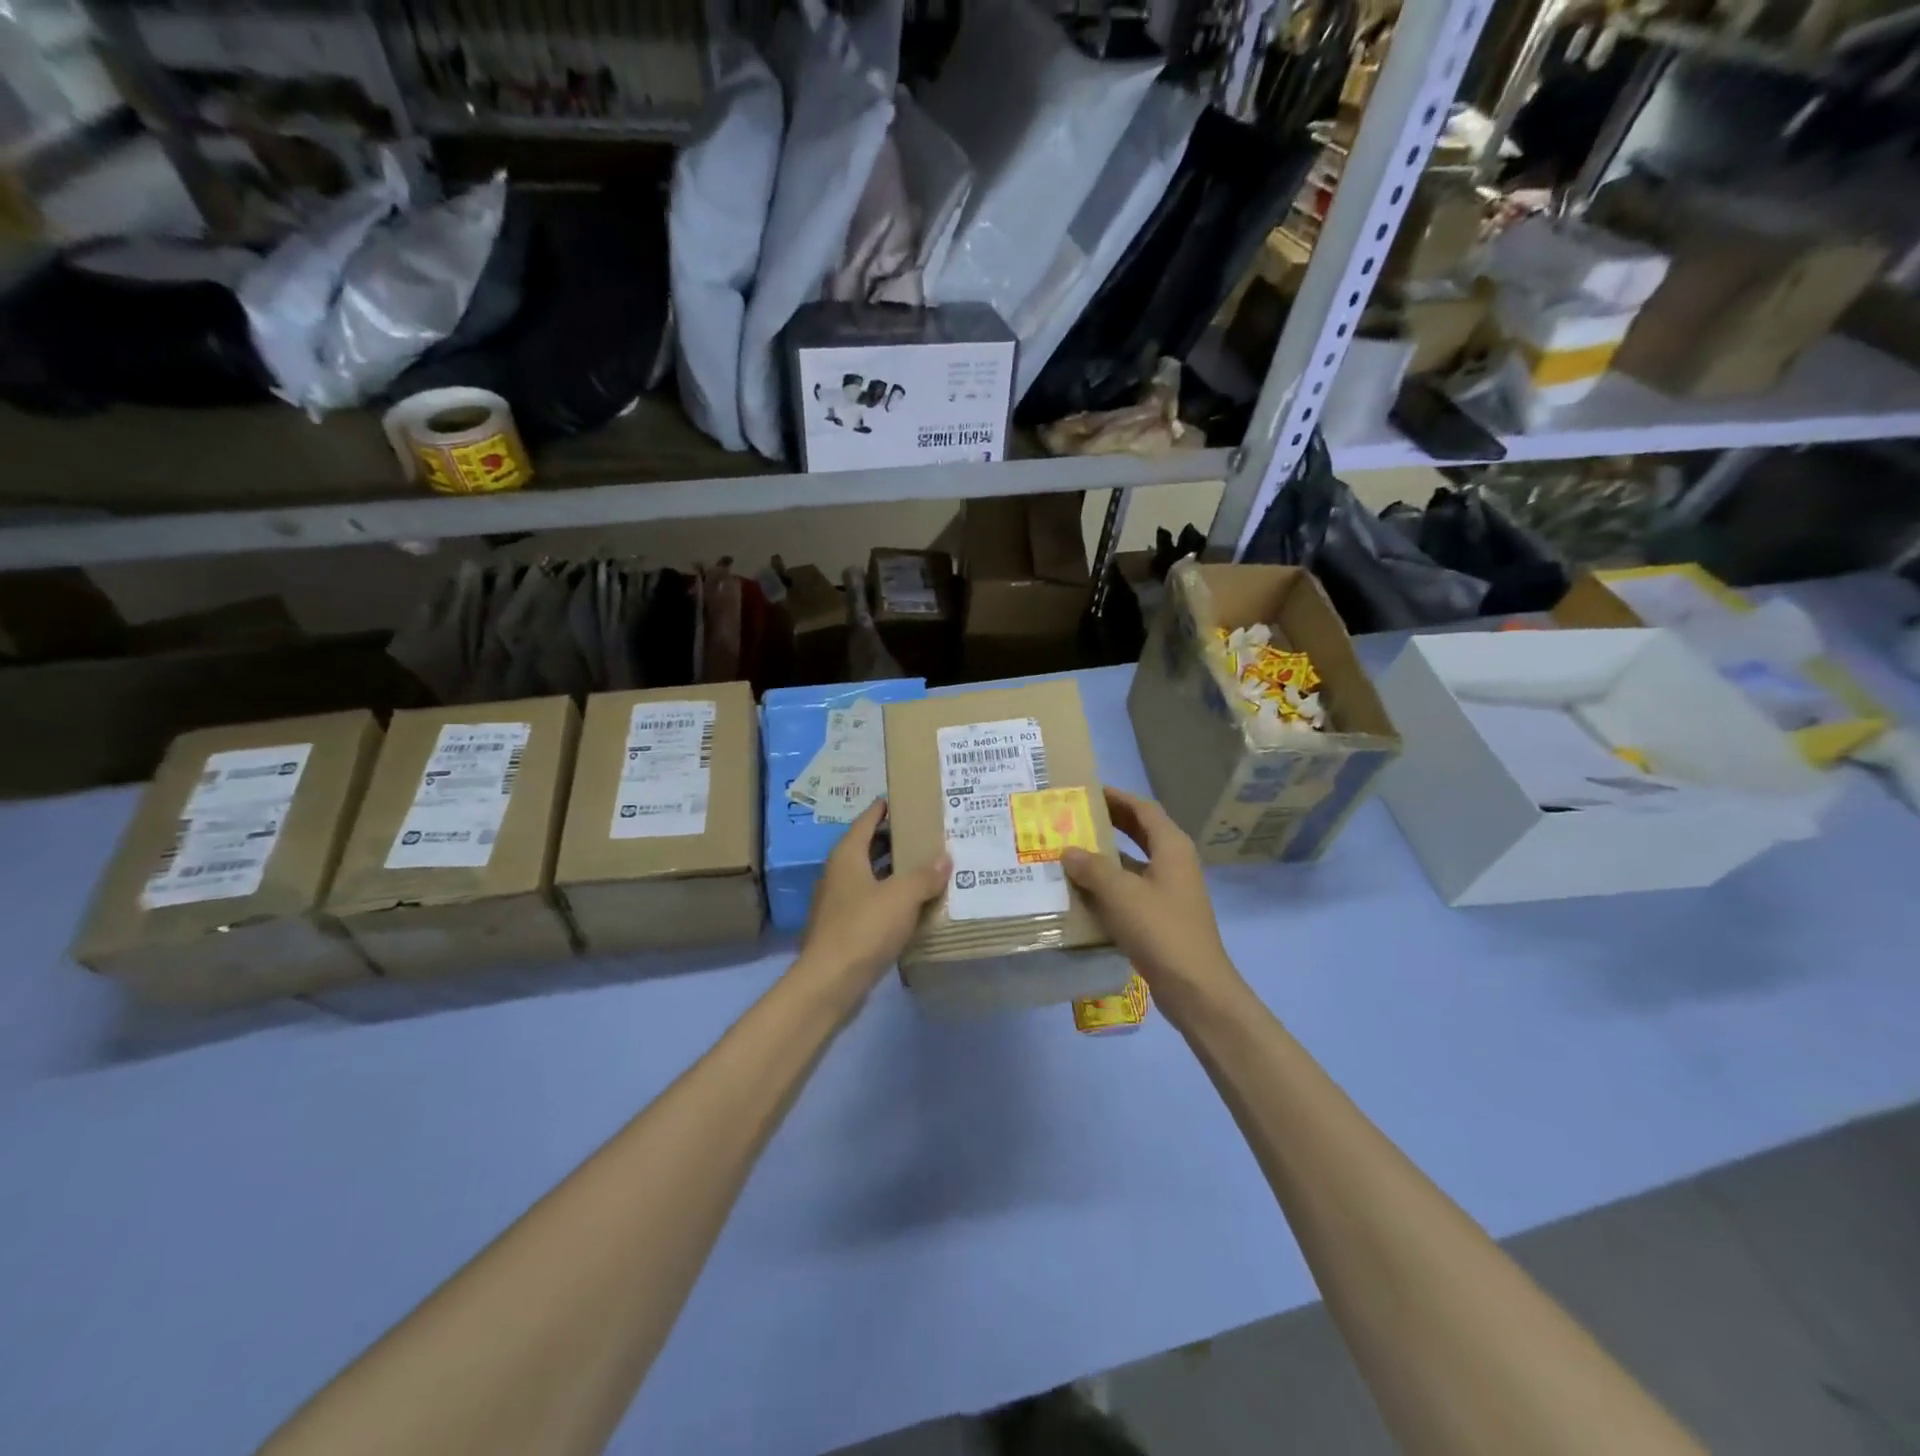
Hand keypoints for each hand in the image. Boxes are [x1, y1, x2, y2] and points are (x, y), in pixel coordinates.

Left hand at [797, 798, 950, 993]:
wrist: (830, 983)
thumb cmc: (864, 928)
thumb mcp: (902, 897)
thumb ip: (925, 875)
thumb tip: (945, 858)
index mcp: (847, 856)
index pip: (866, 820)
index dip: (884, 808)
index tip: (905, 800)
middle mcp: (839, 874)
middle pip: (868, 847)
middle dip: (894, 840)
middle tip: (926, 834)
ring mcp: (839, 903)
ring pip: (871, 877)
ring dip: (894, 872)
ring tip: (927, 867)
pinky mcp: (845, 928)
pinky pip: (872, 903)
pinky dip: (891, 898)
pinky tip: (914, 905)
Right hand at [1062, 787, 1243, 1015]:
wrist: (1195, 988)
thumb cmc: (1160, 930)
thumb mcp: (1120, 893)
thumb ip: (1092, 868)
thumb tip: (1068, 850)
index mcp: (1171, 847)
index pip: (1142, 809)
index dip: (1116, 797)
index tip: (1087, 791)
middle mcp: (1174, 863)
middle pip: (1139, 833)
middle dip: (1109, 823)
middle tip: (1074, 817)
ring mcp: (1169, 891)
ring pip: (1133, 864)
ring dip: (1106, 857)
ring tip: (1069, 852)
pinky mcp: (1161, 917)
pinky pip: (1131, 890)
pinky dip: (1109, 886)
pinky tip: (1081, 893)